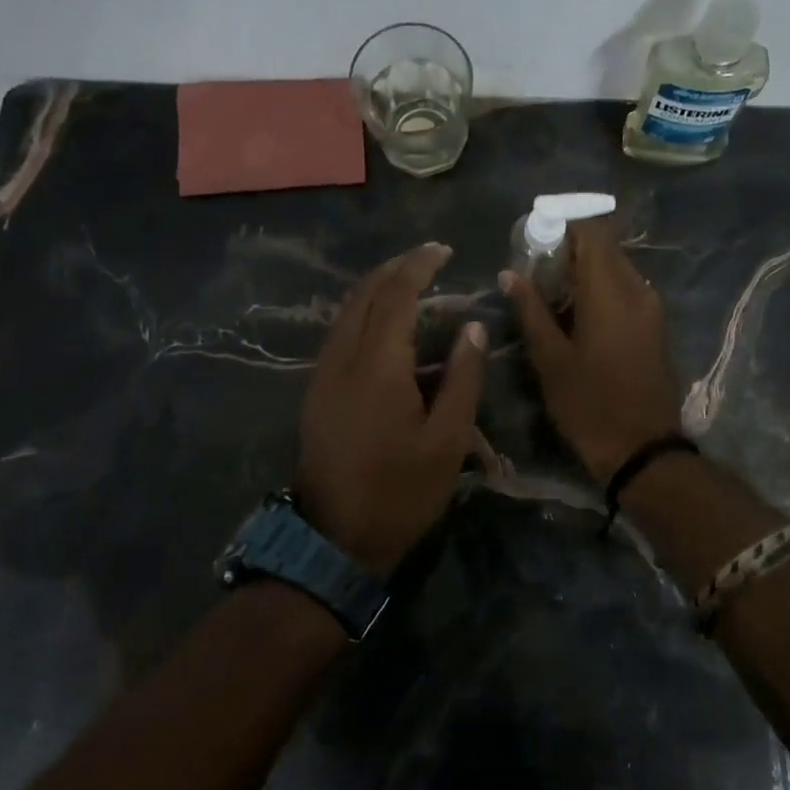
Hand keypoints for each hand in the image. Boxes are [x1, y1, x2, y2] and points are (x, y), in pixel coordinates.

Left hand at [298, 243, 485, 575]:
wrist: (333, 539)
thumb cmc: (400, 492)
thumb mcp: (447, 441)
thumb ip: (463, 379)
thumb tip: (472, 327)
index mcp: (377, 366)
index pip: (396, 295)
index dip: (418, 266)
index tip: (443, 250)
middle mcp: (342, 359)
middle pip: (364, 294)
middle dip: (395, 268)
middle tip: (428, 259)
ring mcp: (323, 375)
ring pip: (346, 312)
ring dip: (377, 288)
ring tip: (411, 283)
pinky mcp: (317, 392)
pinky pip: (339, 333)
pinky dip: (364, 313)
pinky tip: (385, 324)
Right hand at [500, 220, 683, 484]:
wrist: (642, 449)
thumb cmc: (589, 405)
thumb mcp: (550, 360)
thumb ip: (531, 310)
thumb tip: (511, 273)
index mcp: (609, 291)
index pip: (591, 232)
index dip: (562, 225)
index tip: (533, 237)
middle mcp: (637, 289)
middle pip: (605, 247)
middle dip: (570, 248)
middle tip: (536, 267)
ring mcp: (651, 307)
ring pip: (617, 268)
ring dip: (586, 269)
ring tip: (551, 291)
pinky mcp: (655, 325)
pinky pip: (627, 289)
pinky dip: (601, 288)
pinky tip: (577, 312)